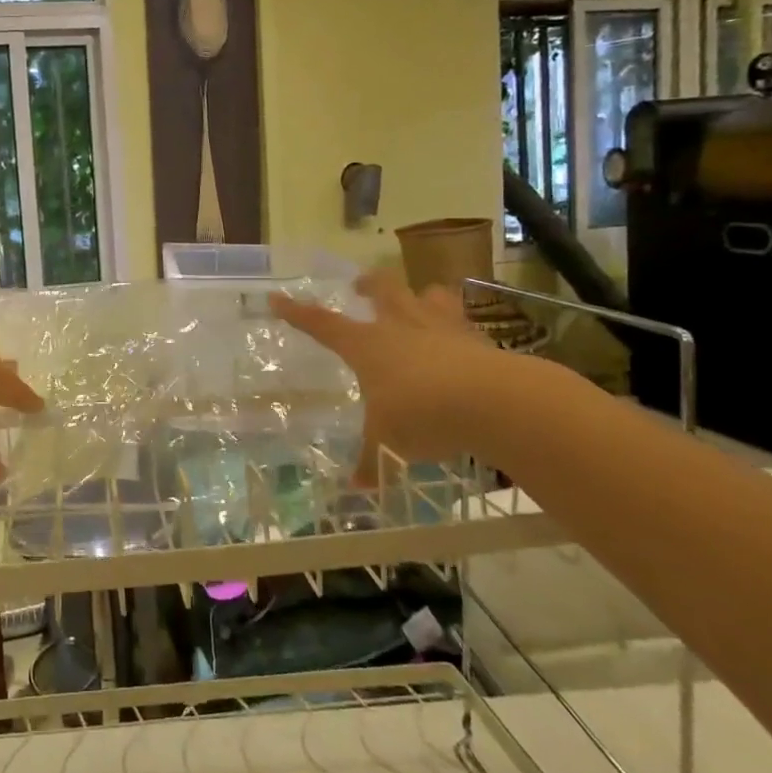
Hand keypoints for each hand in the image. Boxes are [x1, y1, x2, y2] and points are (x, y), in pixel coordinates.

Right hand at [271, 269, 507, 480]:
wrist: (494, 401)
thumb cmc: (422, 415)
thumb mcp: (388, 444)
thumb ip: (372, 463)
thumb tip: (356, 488)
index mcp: (367, 345)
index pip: (321, 324)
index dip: (297, 312)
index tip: (277, 298)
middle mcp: (400, 326)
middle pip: (381, 289)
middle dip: (368, 284)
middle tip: (360, 287)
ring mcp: (441, 326)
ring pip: (426, 294)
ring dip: (418, 295)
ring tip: (417, 301)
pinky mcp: (477, 337)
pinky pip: (462, 319)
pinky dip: (456, 324)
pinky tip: (459, 338)